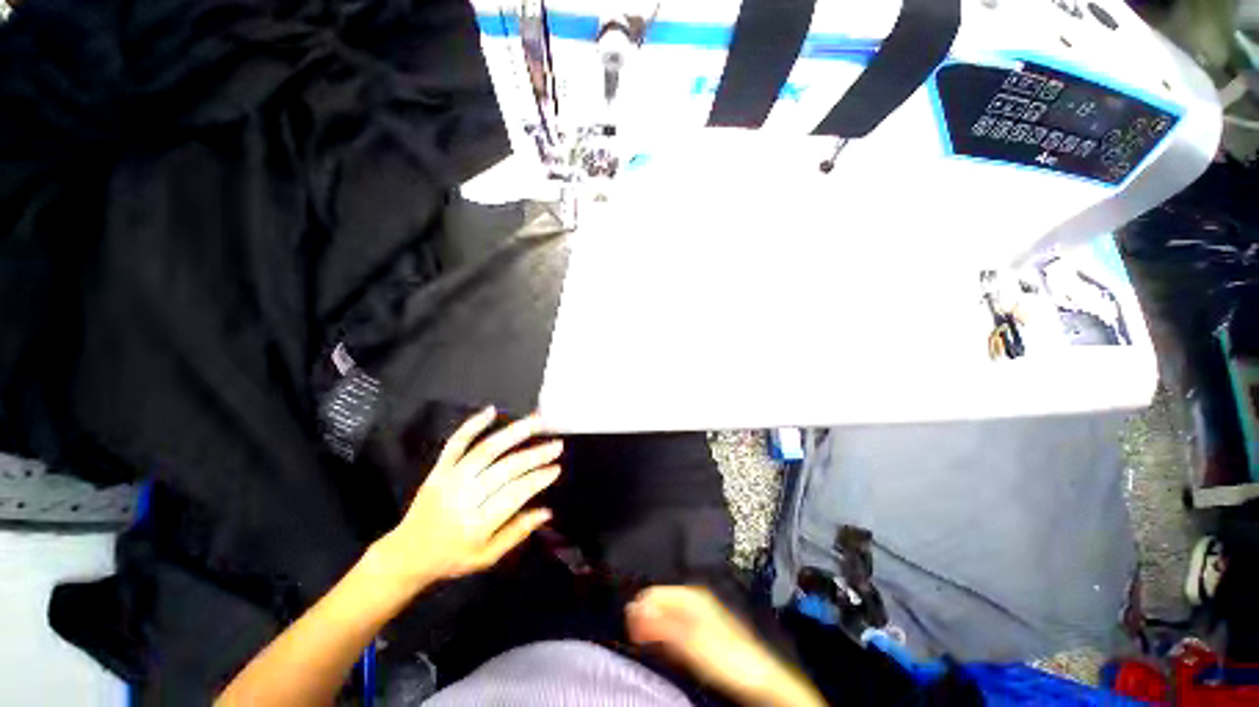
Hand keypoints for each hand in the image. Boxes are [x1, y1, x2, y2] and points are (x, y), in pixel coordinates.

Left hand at [375, 407, 562, 588]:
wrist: (407, 554)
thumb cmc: (452, 558)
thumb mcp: (488, 557)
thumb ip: (517, 533)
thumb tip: (547, 511)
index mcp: (477, 524)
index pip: (515, 494)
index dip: (538, 479)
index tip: (557, 468)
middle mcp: (464, 498)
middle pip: (505, 469)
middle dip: (535, 455)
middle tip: (556, 444)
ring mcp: (449, 479)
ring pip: (486, 450)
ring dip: (514, 433)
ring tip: (537, 421)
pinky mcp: (438, 469)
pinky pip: (455, 443)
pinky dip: (472, 425)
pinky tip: (491, 411)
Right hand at [627, 586, 825, 706]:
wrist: (759, 677)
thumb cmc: (725, 655)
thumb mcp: (691, 640)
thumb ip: (664, 623)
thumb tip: (636, 608)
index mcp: (691, 595)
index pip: (654, 592)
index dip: (640, 610)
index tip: (631, 630)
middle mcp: (694, 598)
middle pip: (660, 601)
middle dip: (647, 618)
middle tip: (640, 641)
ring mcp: (699, 613)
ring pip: (666, 614)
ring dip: (655, 627)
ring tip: (651, 644)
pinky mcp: (702, 629)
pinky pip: (675, 626)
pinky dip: (666, 635)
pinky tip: (667, 647)